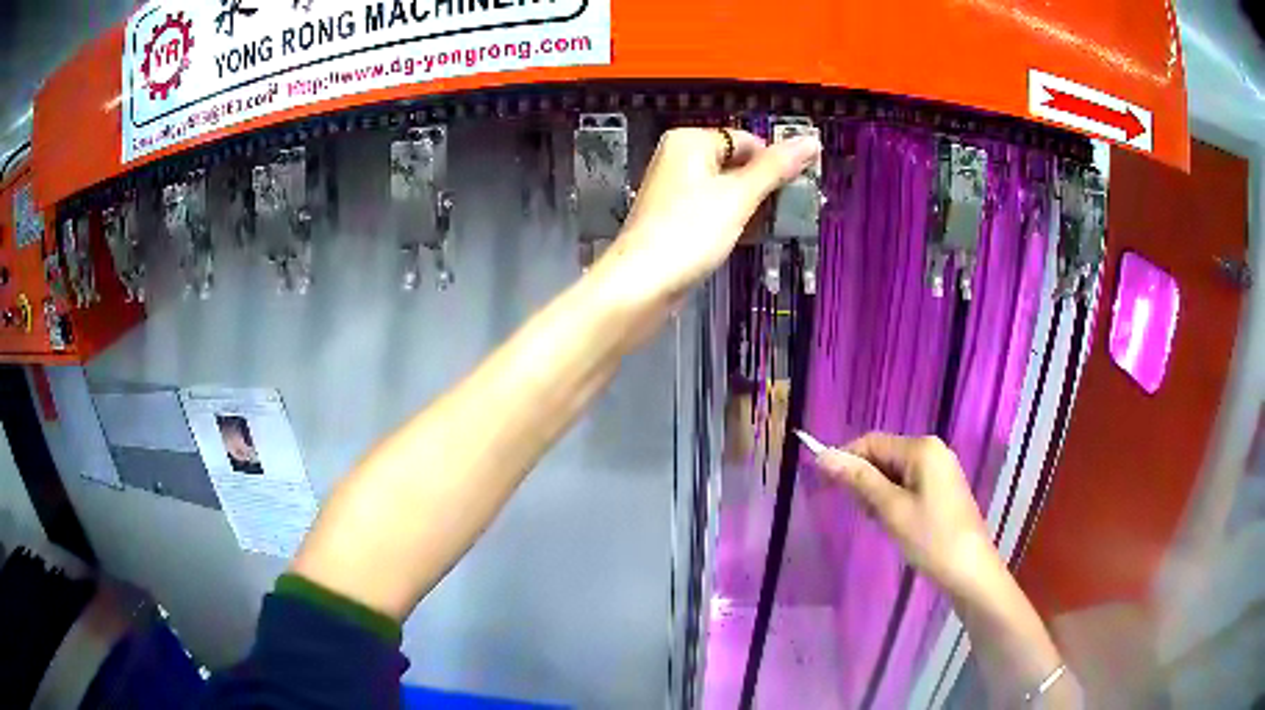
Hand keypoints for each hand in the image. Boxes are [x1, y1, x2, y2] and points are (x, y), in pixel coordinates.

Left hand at [599, 127, 821, 302]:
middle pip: (738, 164)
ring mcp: (676, 190)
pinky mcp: (676, 218)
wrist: (641, 284)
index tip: (796, 192)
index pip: (748, 141)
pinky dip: (733, 221)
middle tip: (786, 213)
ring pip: (728, 190)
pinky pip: (714, 210)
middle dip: (764, 188)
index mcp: (690, 141)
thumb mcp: (739, 196)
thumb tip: (812, 140)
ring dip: (752, 207)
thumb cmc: (689, 232)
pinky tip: (747, 239)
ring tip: (770, 228)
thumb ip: (776, 168)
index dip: (774, 164)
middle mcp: (679, 158)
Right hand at [813, 433, 1004, 598]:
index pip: (871, 442)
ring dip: (878, 493)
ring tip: (879, 522)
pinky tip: (894, 523)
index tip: (823, 487)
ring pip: (894, 472)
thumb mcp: (891, 510)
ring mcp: (940, 469)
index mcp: (922, 448)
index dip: (845, 460)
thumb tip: (822, 455)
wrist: (970, 571)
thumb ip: (858, 480)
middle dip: (864, 480)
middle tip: (861, 514)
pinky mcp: (943, 488)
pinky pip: (908, 483)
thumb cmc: (931, 539)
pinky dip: (894, 499)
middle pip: (884, 455)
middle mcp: (932, 450)